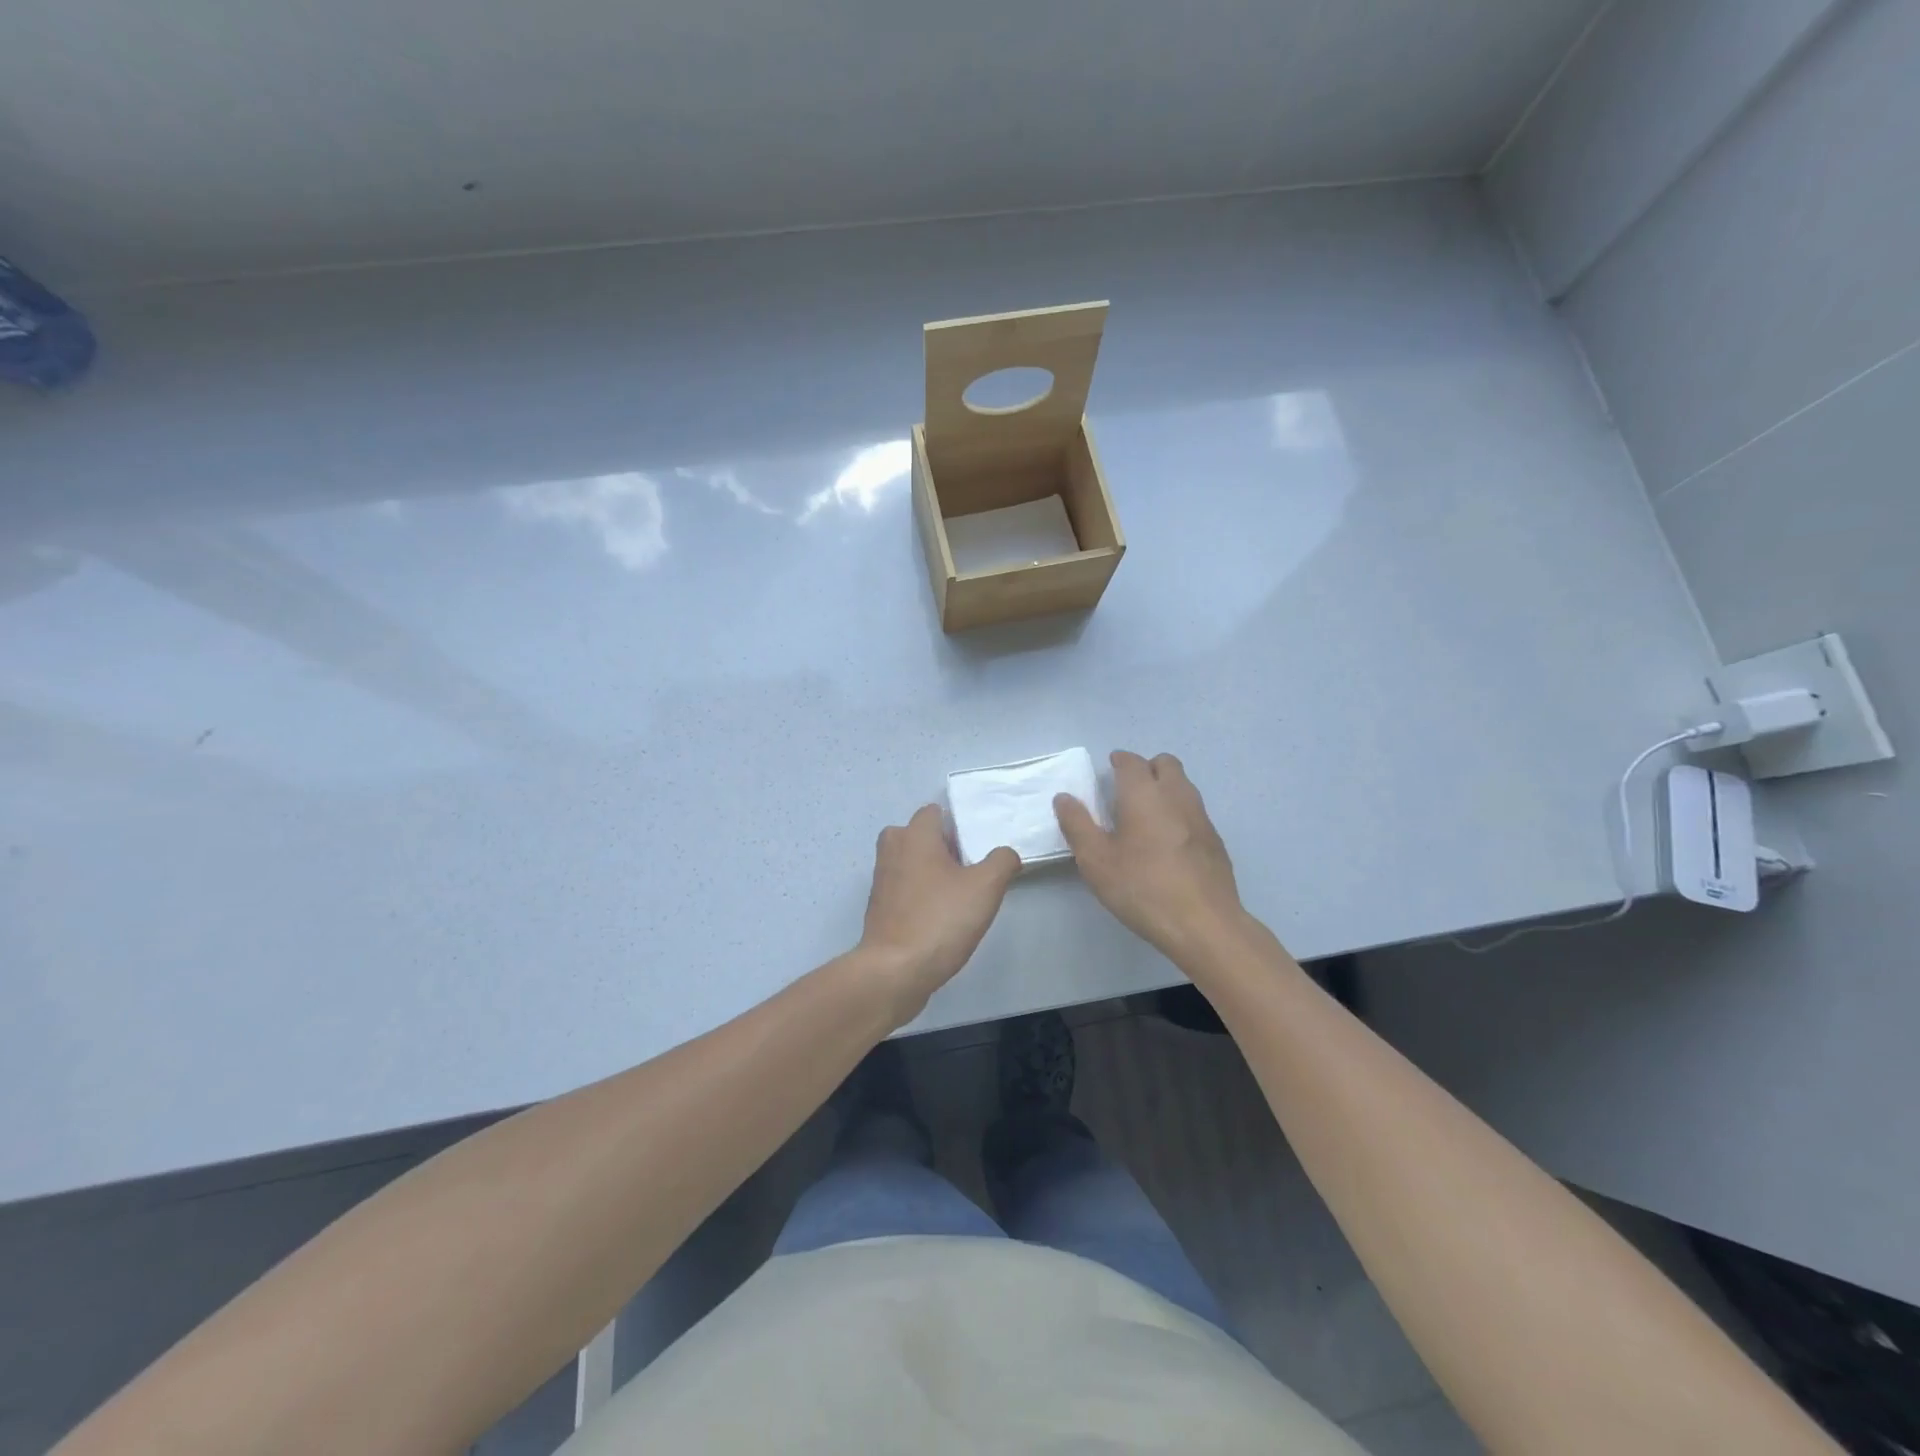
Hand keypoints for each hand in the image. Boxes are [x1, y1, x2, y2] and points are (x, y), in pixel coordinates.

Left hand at [858, 805, 1019, 1024]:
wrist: (895, 971)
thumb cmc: (940, 920)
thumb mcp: (986, 888)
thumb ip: (1003, 861)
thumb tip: (1005, 854)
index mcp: (914, 835)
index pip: (935, 812)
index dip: (959, 826)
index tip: (978, 850)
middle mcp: (892, 849)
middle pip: (922, 836)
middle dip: (946, 849)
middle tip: (972, 872)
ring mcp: (882, 879)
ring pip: (913, 863)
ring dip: (934, 873)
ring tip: (960, 897)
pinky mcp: (879, 907)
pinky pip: (905, 888)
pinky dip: (921, 895)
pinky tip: (941, 918)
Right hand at [1054, 750, 1247, 961]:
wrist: (1204, 924)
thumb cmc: (1142, 887)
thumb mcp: (1096, 860)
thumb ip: (1077, 825)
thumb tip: (1064, 798)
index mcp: (1144, 794)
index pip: (1132, 762)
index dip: (1120, 761)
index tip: (1110, 768)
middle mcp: (1177, 795)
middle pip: (1166, 764)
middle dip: (1147, 768)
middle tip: (1127, 789)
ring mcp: (1201, 817)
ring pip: (1183, 786)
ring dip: (1165, 788)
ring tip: (1145, 815)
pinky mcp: (1216, 841)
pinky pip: (1194, 811)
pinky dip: (1179, 812)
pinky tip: (1168, 842)